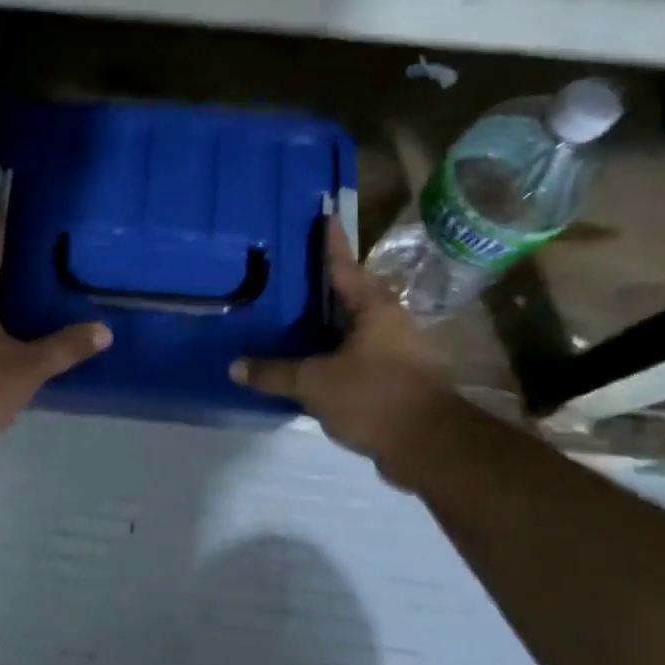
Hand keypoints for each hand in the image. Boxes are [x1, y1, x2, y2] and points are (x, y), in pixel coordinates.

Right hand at [230, 222, 454, 476]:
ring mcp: (399, 351)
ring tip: (299, 318)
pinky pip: (360, 355)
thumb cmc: (373, 397)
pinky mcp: (398, 379)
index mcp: (374, 309)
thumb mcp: (315, 383)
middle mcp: (390, 323)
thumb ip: (275, 373)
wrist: (429, 446)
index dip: (331, 244)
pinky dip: (337, 353)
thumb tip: (235, 366)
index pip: (345, 267)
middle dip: (329, 284)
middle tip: (298, 273)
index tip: (325, 218)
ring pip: (358, 327)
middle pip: (355, 294)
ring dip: (333, 322)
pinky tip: (314, 362)